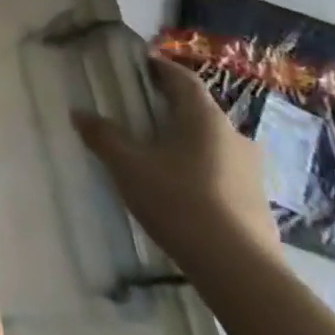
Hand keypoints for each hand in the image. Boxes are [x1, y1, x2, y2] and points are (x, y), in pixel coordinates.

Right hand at [72, 57, 283, 283]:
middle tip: (137, 110)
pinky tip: (178, 187)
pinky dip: (197, 167)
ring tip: (154, 151)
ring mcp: (251, 169)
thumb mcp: (128, 166)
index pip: (182, 79)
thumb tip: (79, 112)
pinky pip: (220, 169)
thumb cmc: (178, 201)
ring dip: (184, 139)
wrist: (239, 268)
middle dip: (169, 107)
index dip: (159, 68)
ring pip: (210, 142)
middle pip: (198, 110)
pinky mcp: (255, 199)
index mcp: (205, 118)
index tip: (138, 65)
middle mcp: (234, 135)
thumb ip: (103, 136)